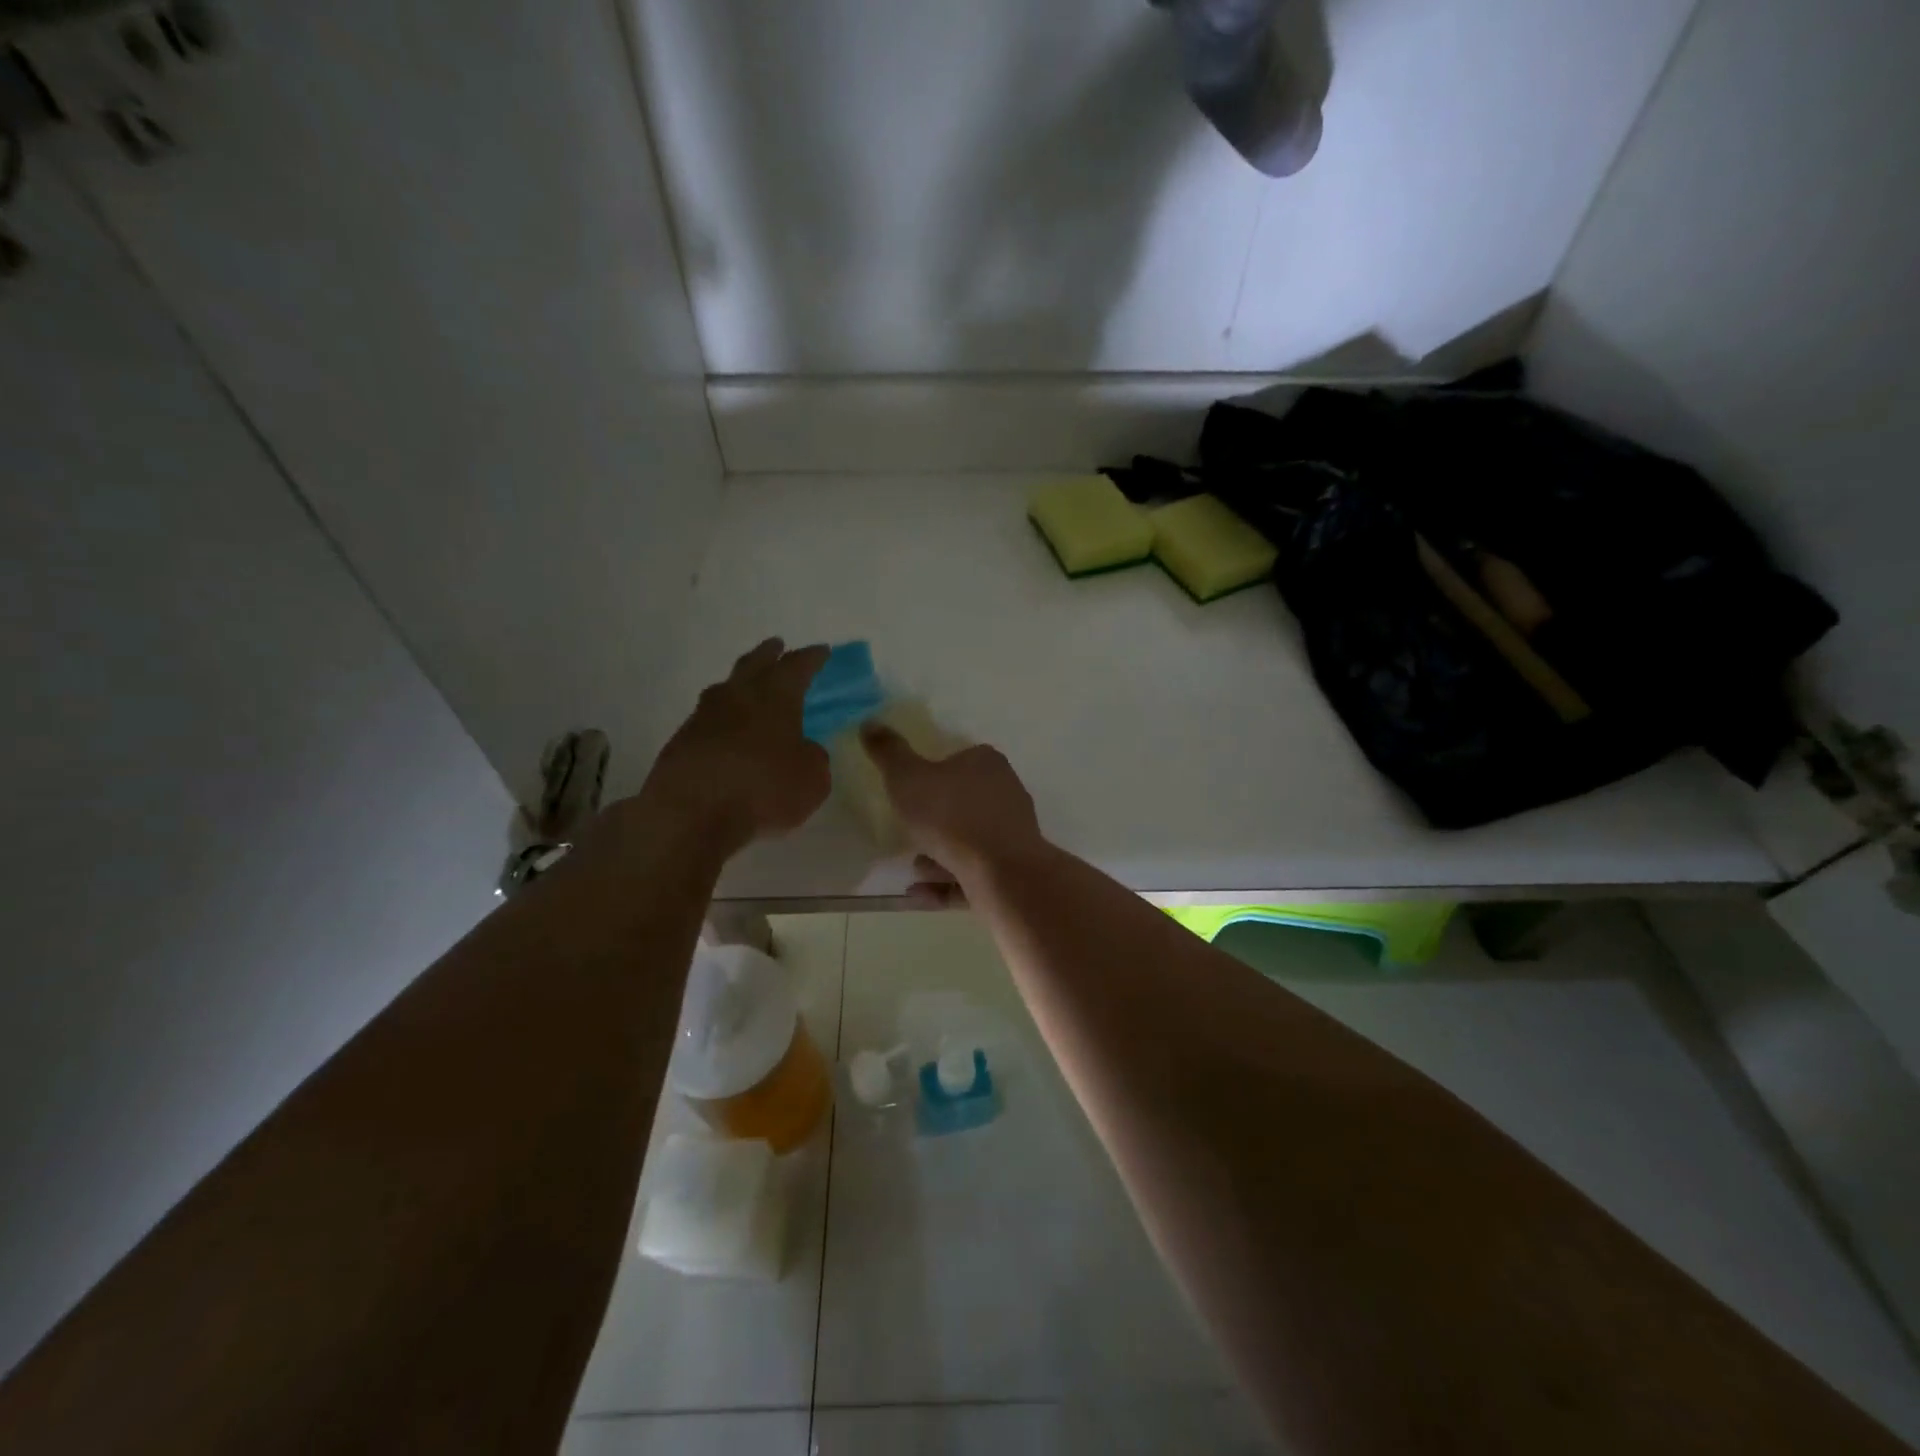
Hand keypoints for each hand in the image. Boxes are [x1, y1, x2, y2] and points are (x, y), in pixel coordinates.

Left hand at [632, 638, 831, 854]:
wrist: (690, 813)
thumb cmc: (763, 789)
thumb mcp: (812, 779)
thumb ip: (813, 758)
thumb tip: (804, 750)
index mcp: (776, 696)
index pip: (797, 666)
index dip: (812, 658)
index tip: (822, 650)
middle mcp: (738, 696)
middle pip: (754, 664)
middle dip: (769, 654)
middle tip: (777, 645)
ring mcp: (703, 717)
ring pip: (725, 689)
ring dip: (740, 684)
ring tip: (747, 687)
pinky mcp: (681, 742)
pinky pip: (708, 720)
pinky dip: (722, 720)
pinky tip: (727, 732)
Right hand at [859, 724, 1044, 901]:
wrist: (1001, 873)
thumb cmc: (951, 816)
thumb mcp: (908, 778)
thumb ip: (889, 752)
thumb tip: (870, 722)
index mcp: (986, 763)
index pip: (959, 758)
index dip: (933, 772)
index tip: (910, 791)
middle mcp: (1006, 792)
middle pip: (965, 801)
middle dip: (936, 819)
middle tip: (907, 830)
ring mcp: (1013, 833)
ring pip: (969, 840)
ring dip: (940, 854)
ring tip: (913, 867)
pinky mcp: (1014, 869)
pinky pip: (974, 873)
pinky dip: (947, 881)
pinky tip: (919, 892)